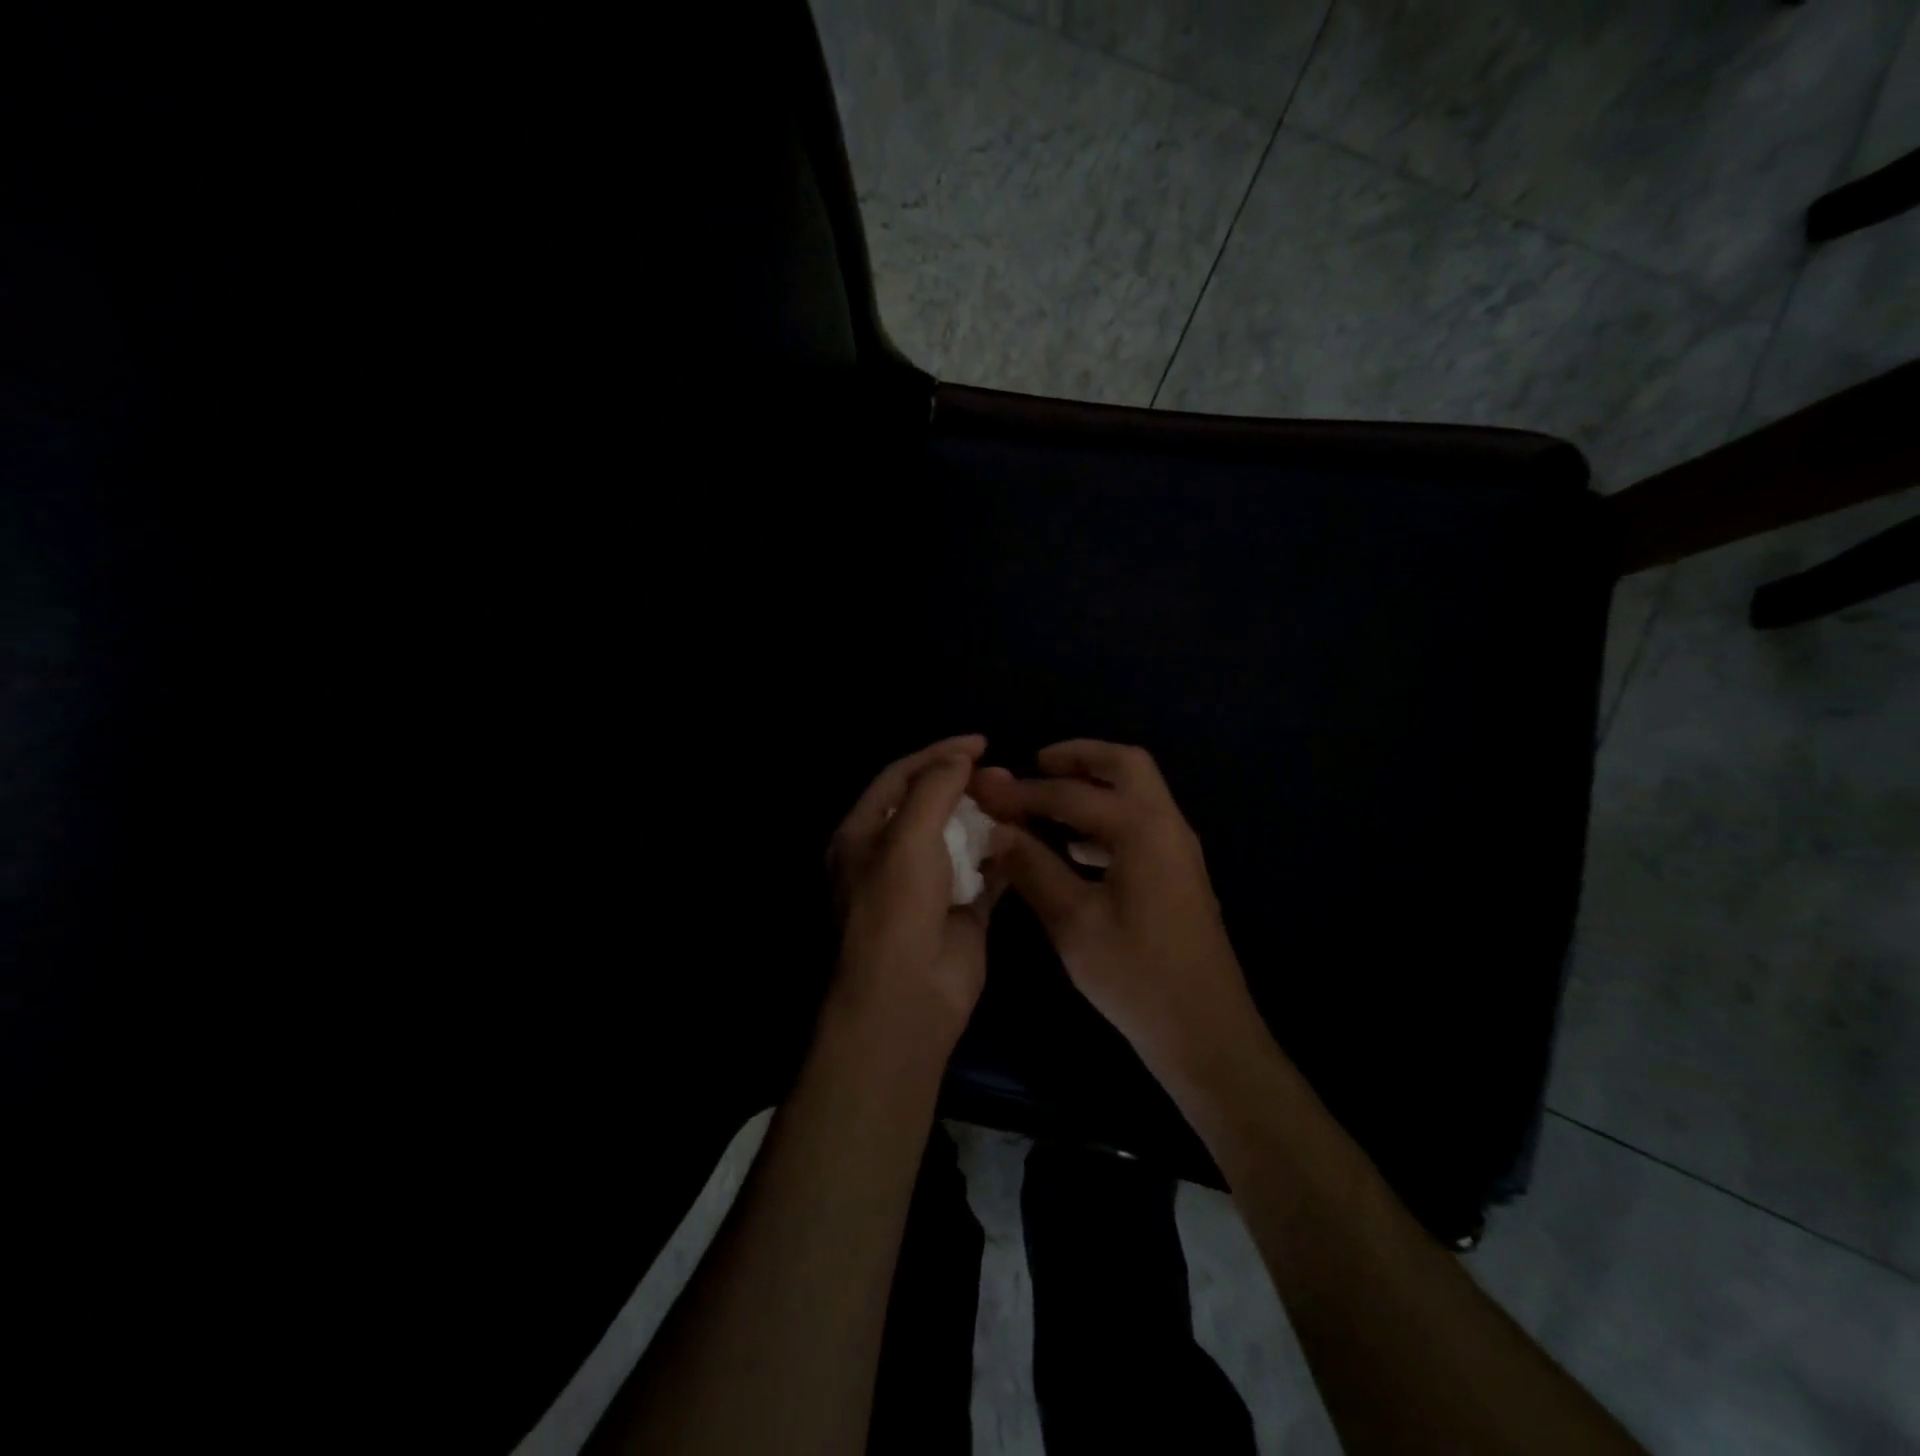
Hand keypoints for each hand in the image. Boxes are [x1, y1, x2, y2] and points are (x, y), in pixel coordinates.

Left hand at [827, 734, 999, 1048]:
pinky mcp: (961, 909)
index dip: (937, 754)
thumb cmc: (897, 905)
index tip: (980, 742)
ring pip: (961, 837)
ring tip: (1016, 801)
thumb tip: (960, 757)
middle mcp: (892, 856)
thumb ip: (935, 788)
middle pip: (932, 805)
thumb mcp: (908, 835)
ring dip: (986, 819)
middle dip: (965, 786)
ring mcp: (928, 884)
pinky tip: (1021, 838)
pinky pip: (984, 872)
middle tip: (1002, 774)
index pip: (900, 778)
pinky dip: (1001, 855)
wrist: (909, 994)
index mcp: (864, 834)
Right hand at [970, 740, 1257, 1074]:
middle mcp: (1167, 826)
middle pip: (1125, 765)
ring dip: (1094, 786)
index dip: (1023, 792)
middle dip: (1078, 758)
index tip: (985, 791)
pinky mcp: (1178, 874)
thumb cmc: (1136, 976)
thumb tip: (995, 831)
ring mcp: (1178, 849)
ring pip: (1137, 793)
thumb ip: (1033, 868)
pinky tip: (1074, 847)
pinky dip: (1106, 818)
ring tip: (1047, 800)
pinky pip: (1140, 823)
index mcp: (1142, 829)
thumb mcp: (1074, 922)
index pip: (1072, 794)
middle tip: (1035, 765)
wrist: (1204, 1030)